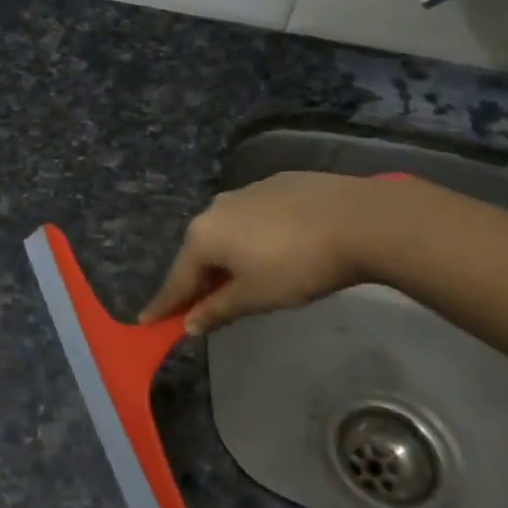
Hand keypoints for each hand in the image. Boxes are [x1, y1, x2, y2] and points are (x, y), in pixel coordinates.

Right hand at [139, 171, 424, 335]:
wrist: (361, 220)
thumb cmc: (298, 266)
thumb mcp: (255, 297)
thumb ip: (217, 310)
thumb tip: (189, 324)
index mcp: (204, 236)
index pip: (177, 280)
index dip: (164, 305)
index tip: (146, 321)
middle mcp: (216, 208)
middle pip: (199, 252)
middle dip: (199, 280)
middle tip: (202, 306)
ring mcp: (246, 191)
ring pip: (226, 231)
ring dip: (227, 257)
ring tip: (243, 278)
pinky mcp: (277, 183)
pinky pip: (252, 216)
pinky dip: (252, 236)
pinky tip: (275, 248)